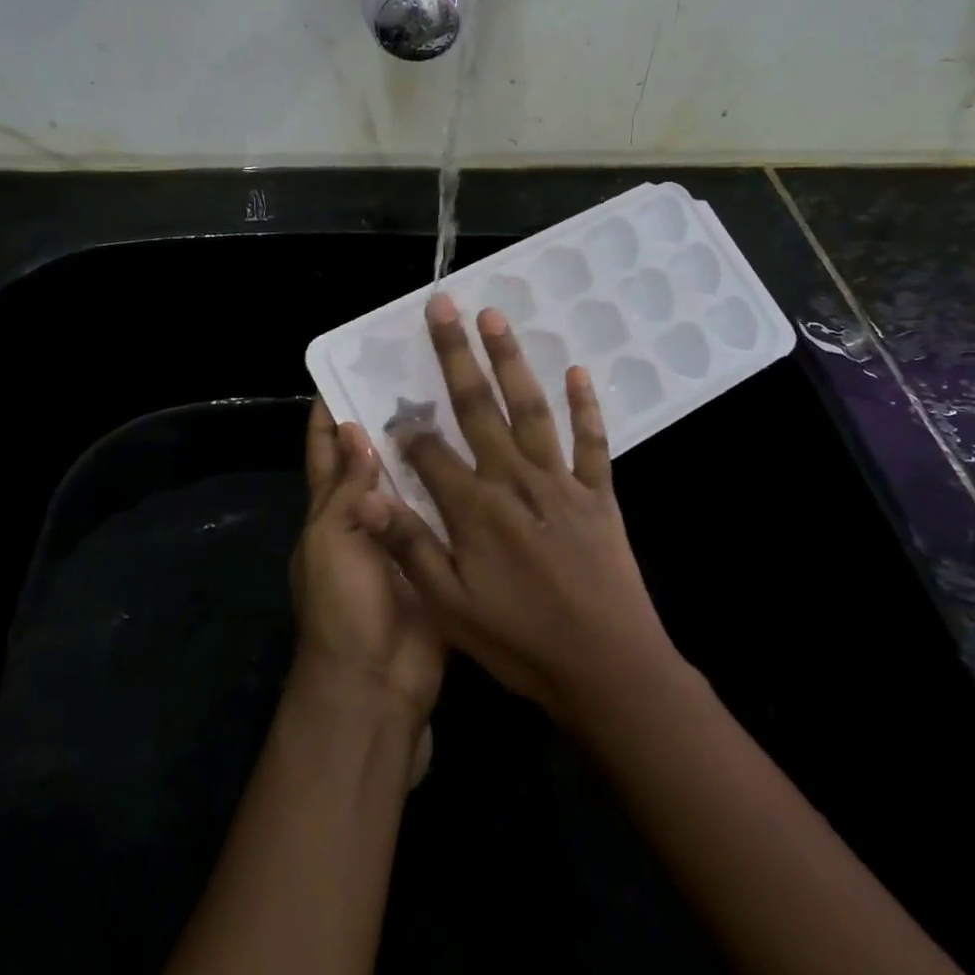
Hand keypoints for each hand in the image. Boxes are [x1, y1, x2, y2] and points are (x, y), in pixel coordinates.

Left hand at [290, 399, 444, 724]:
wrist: (378, 681)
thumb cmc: (341, 605)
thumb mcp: (330, 540)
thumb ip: (346, 488)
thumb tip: (353, 428)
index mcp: (329, 510)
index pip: (323, 451)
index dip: (328, 414)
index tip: (347, 369)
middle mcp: (366, 514)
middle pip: (372, 459)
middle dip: (386, 420)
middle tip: (418, 374)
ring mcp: (404, 533)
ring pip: (413, 479)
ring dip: (425, 448)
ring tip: (455, 401)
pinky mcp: (438, 551)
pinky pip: (446, 510)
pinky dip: (457, 484)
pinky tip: (482, 452)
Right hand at [355, 295, 676, 723]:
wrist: (607, 668)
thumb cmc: (521, 642)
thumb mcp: (450, 608)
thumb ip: (409, 547)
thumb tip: (367, 495)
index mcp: (474, 508)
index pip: (429, 452)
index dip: (407, 429)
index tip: (392, 408)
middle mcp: (514, 479)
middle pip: (477, 406)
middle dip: (455, 354)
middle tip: (444, 306)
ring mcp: (560, 481)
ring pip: (531, 408)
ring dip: (511, 361)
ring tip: (495, 318)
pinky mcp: (598, 492)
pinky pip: (592, 440)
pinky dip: (586, 405)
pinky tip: (578, 371)